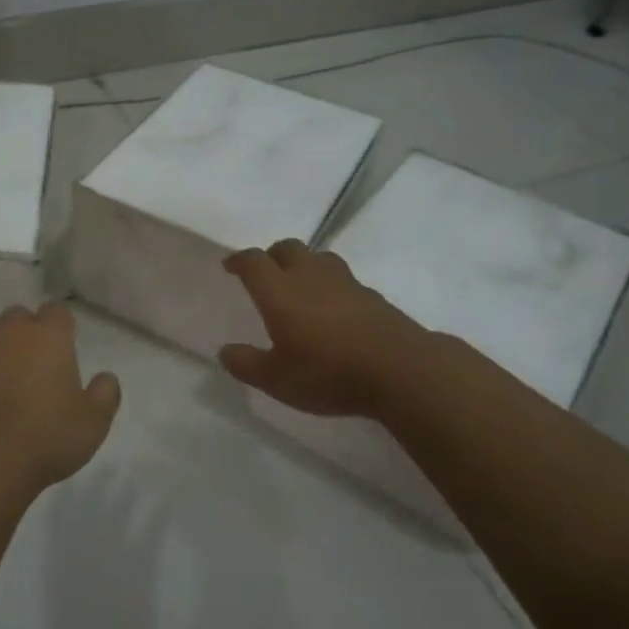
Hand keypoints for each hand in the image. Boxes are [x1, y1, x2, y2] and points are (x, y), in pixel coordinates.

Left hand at [0, 303, 121, 491]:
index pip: (57, 311)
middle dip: (26, 333)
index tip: (65, 346)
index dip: (61, 326)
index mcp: (48, 336)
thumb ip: (105, 393)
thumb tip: (106, 378)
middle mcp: (9, 333)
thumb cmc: (48, 435)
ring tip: (2, 381)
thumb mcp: (94, 420)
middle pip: (18, 317)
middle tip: (35, 365)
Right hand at [218, 239, 434, 417]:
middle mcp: (310, 277)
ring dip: (304, 264)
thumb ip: (246, 364)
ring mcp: (346, 283)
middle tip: (264, 272)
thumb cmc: (328, 373)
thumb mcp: (276, 380)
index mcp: (279, 292)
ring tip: (299, 285)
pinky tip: (333, 308)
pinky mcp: (372, 296)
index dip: (239, 260)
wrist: (402, 371)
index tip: (230, 265)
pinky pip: (343, 279)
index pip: (253, 262)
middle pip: (288, 248)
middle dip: (272, 256)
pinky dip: (330, 285)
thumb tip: (226, 351)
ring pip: (319, 258)